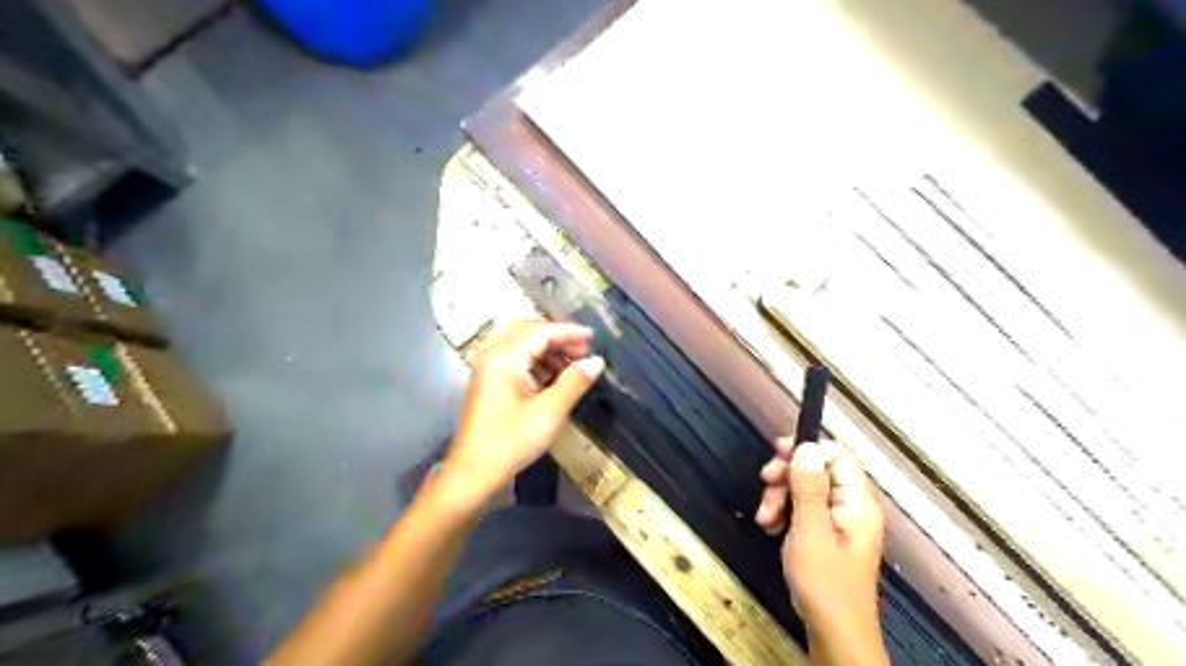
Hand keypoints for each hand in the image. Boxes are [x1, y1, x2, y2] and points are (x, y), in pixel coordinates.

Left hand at [436, 319, 604, 513]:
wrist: (472, 474)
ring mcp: (488, 370)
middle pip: (528, 333)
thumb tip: (597, 361)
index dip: (568, 332)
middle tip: (584, 352)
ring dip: (547, 351)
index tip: (594, 338)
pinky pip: (514, 361)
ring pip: (521, 346)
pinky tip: (553, 379)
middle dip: (557, 338)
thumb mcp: (549, 412)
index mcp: (504, 358)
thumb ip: (574, 382)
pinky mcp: (488, 384)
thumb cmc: (511, 442)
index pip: (540, 332)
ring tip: (573, 366)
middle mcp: (492, 356)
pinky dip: (536, 363)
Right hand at [754, 439, 885, 662]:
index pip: (838, 455)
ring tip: (765, 518)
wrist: (835, 635)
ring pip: (807, 491)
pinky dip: (786, 514)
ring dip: (781, 497)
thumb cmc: (824, 584)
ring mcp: (841, 524)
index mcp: (857, 503)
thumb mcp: (810, 531)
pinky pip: (806, 511)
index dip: (808, 448)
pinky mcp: (829, 537)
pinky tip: (772, 528)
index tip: (777, 452)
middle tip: (765, 486)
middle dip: (787, 477)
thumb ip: (808, 487)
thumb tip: (807, 448)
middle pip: (818, 471)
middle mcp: (853, 508)